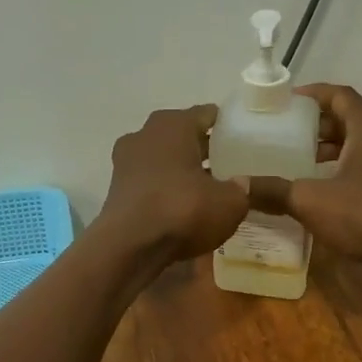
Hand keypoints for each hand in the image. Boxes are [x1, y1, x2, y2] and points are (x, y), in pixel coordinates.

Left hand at [96, 105, 248, 263]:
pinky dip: (165, 187)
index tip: (243, 138)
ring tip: (208, 187)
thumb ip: (243, 189)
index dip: (227, 125)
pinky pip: (150, 180)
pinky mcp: (117, 188)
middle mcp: (144, 134)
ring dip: (182, 168)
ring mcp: (126, 161)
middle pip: (181, 135)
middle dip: (203, 147)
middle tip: (229, 163)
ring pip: (163, 158)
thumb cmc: (182, 210)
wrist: (129, 246)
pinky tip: (182, 205)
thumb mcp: (230, 203)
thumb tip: (244, 184)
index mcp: (172, 124)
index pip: (206, 114)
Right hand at [257, 83, 361, 259]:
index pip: (339, 94)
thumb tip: (238, 186)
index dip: (312, 95)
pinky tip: (327, 184)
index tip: (286, 102)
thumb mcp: (310, 200)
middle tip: (288, 133)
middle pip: (351, 116)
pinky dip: (348, 163)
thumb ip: (273, 190)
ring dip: (334, 145)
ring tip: (302, 159)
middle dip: (319, 123)